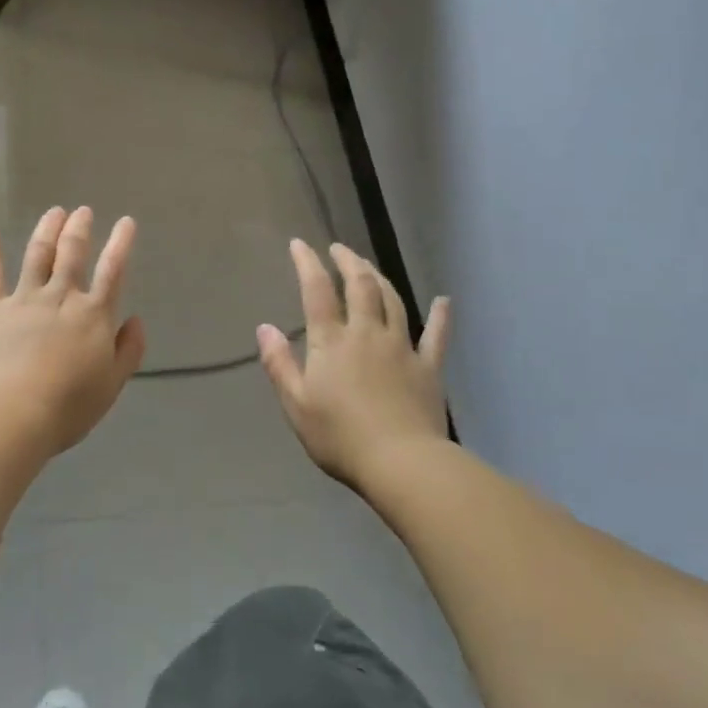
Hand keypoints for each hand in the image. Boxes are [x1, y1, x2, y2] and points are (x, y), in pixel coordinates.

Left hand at [0, 207, 146, 458]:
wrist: (13, 413)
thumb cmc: (69, 406)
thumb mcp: (112, 384)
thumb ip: (129, 350)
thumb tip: (136, 320)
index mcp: (94, 315)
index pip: (113, 270)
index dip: (121, 243)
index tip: (126, 221)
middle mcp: (61, 297)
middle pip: (72, 252)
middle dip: (79, 228)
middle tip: (83, 211)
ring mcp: (24, 299)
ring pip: (38, 254)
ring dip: (47, 229)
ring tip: (54, 212)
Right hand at [258, 240, 450, 491]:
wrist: (401, 463)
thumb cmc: (340, 437)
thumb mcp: (296, 404)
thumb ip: (279, 363)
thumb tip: (264, 327)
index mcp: (331, 341)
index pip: (317, 291)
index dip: (307, 263)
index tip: (300, 244)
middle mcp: (366, 333)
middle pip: (360, 285)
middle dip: (348, 261)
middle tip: (339, 248)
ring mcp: (401, 347)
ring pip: (392, 301)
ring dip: (380, 278)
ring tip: (368, 267)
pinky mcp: (428, 367)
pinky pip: (436, 335)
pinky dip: (440, 316)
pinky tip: (443, 301)